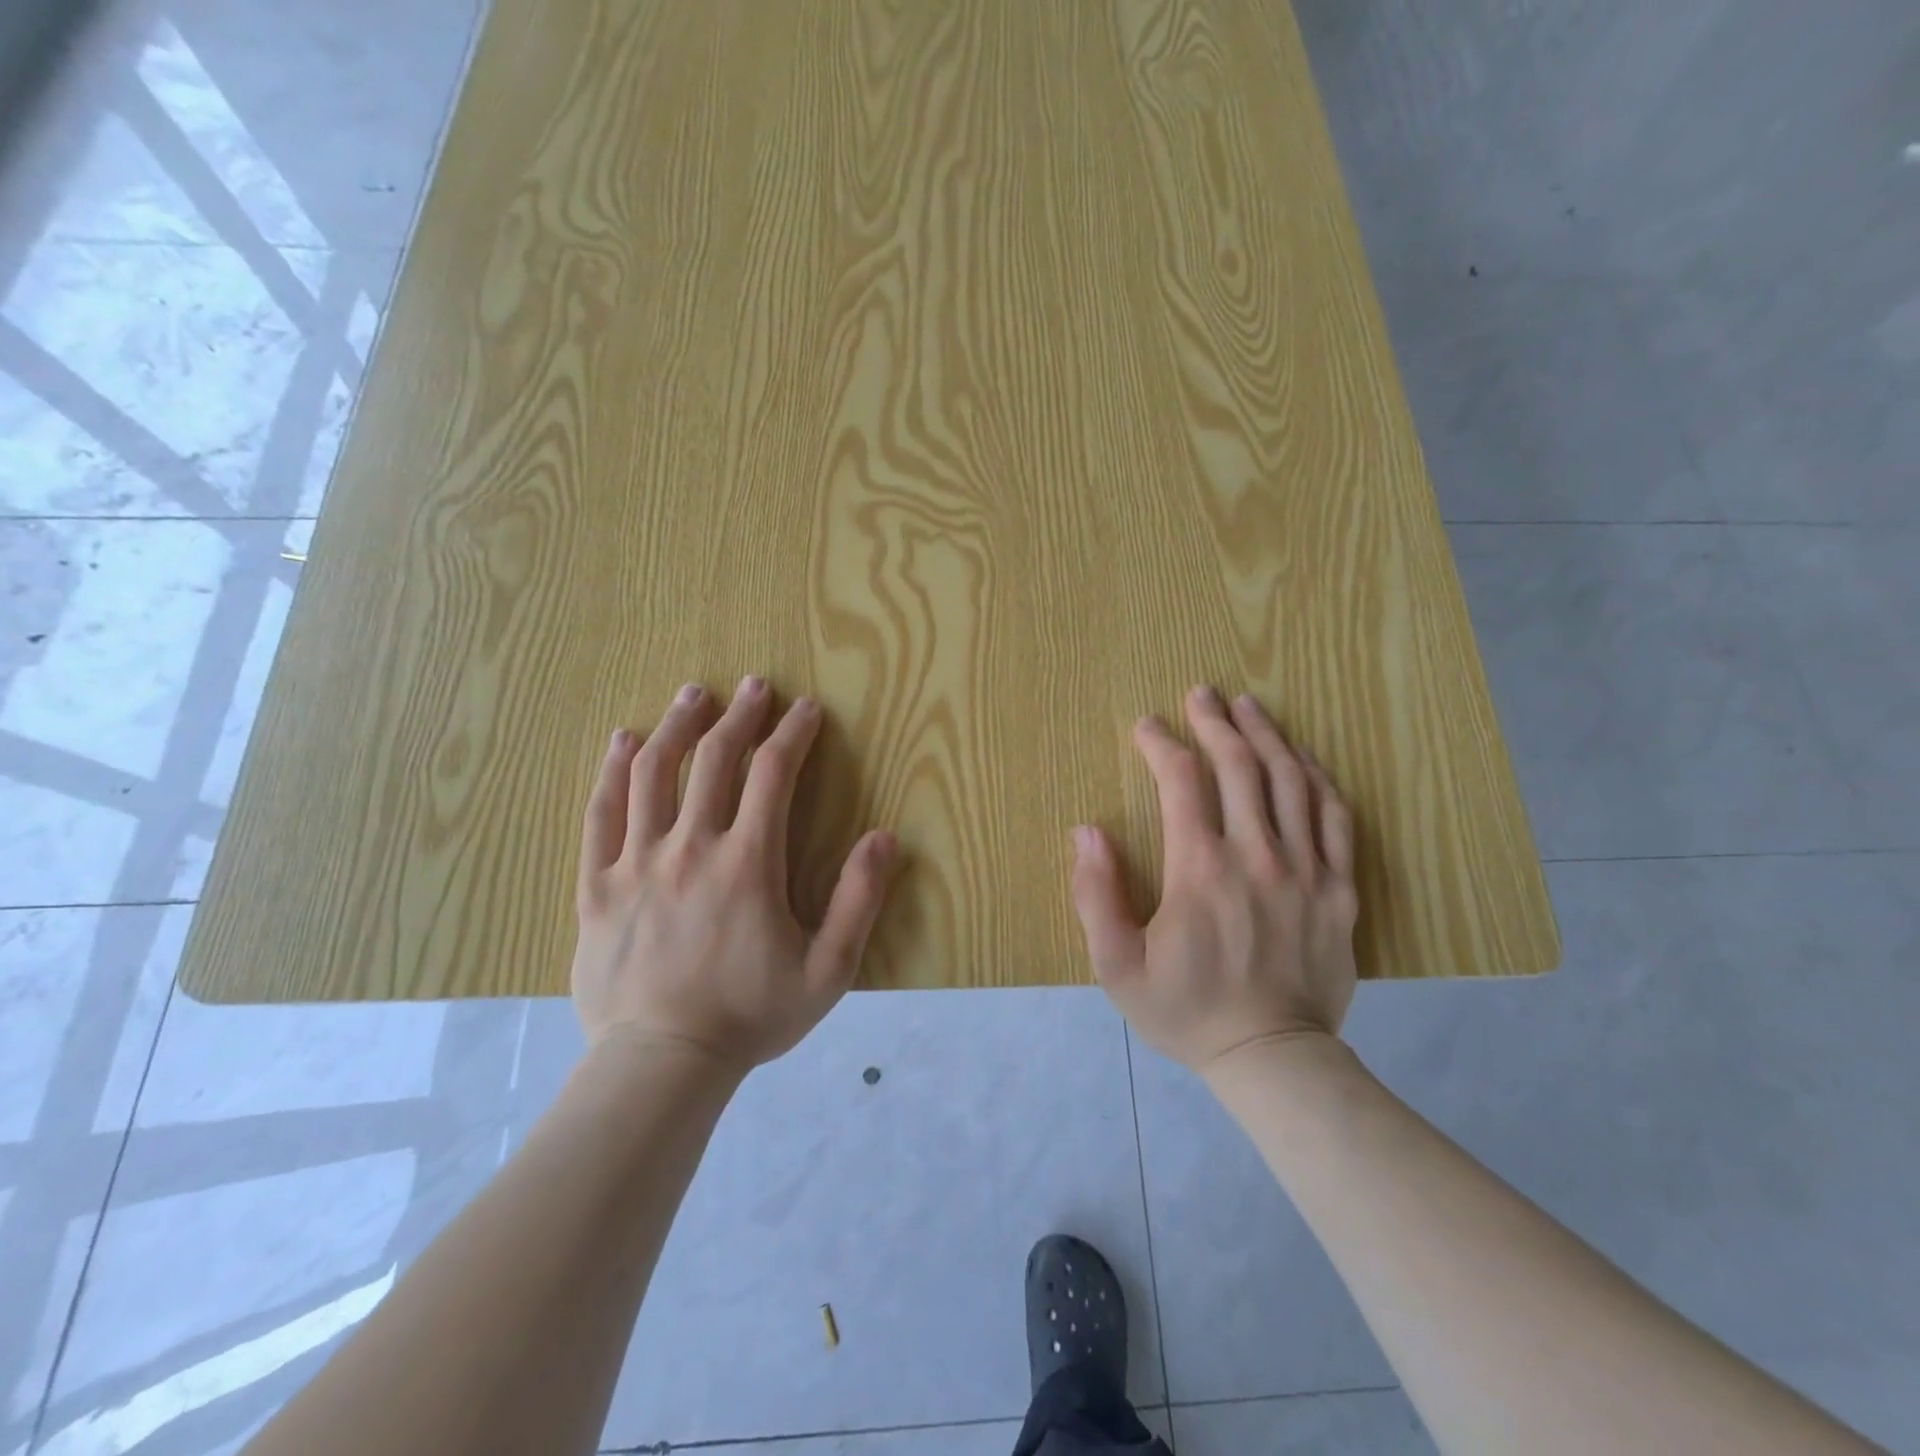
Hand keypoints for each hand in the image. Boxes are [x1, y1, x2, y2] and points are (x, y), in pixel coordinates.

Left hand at [571, 677, 897, 1072]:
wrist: (661, 1064)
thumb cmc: (750, 1016)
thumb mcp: (828, 970)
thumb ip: (859, 900)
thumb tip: (884, 837)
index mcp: (747, 863)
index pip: (774, 775)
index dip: (793, 734)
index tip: (806, 709)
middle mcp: (690, 847)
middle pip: (715, 760)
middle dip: (740, 716)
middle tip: (755, 686)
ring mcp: (637, 863)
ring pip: (653, 774)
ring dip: (677, 726)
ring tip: (693, 695)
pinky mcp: (598, 886)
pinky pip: (601, 814)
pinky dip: (613, 771)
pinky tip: (623, 741)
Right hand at [1071, 687, 1359, 1074]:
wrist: (1272, 1058)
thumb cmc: (1186, 1011)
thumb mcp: (1117, 966)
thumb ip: (1096, 894)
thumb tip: (1087, 830)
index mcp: (1201, 870)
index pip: (1181, 782)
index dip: (1162, 744)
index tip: (1146, 726)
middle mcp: (1257, 856)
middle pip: (1239, 766)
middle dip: (1216, 722)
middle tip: (1202, 693)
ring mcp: (1307, 870)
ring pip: (1291, 781)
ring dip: (1267, 736)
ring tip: (1249, 706)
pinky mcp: (1340, 889)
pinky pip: (1335, 818)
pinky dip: (1317, 779)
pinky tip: (1302, 759)